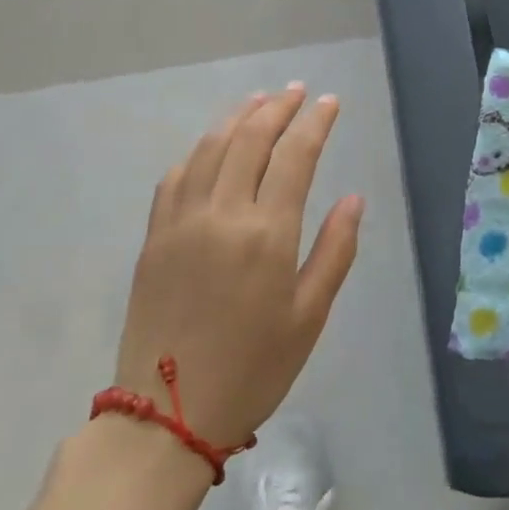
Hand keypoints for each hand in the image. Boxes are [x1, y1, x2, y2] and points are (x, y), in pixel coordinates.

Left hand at [116, 85, 364, 446]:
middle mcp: (222, 214)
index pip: (295, 156)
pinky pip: (176, 175)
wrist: (166, 417)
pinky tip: (212, 145)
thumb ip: (335, 251)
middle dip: (278, 107)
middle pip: (250, 139)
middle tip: (298, 91)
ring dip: (238, 117)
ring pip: (210, 148)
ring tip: (260, 101)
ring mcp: (181, 222)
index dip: (315, 122)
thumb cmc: (252, 370)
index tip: (329, 102)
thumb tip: (354, 198)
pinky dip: (200, 149)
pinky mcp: (154, 237)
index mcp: (267, 234)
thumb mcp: (309, 317)